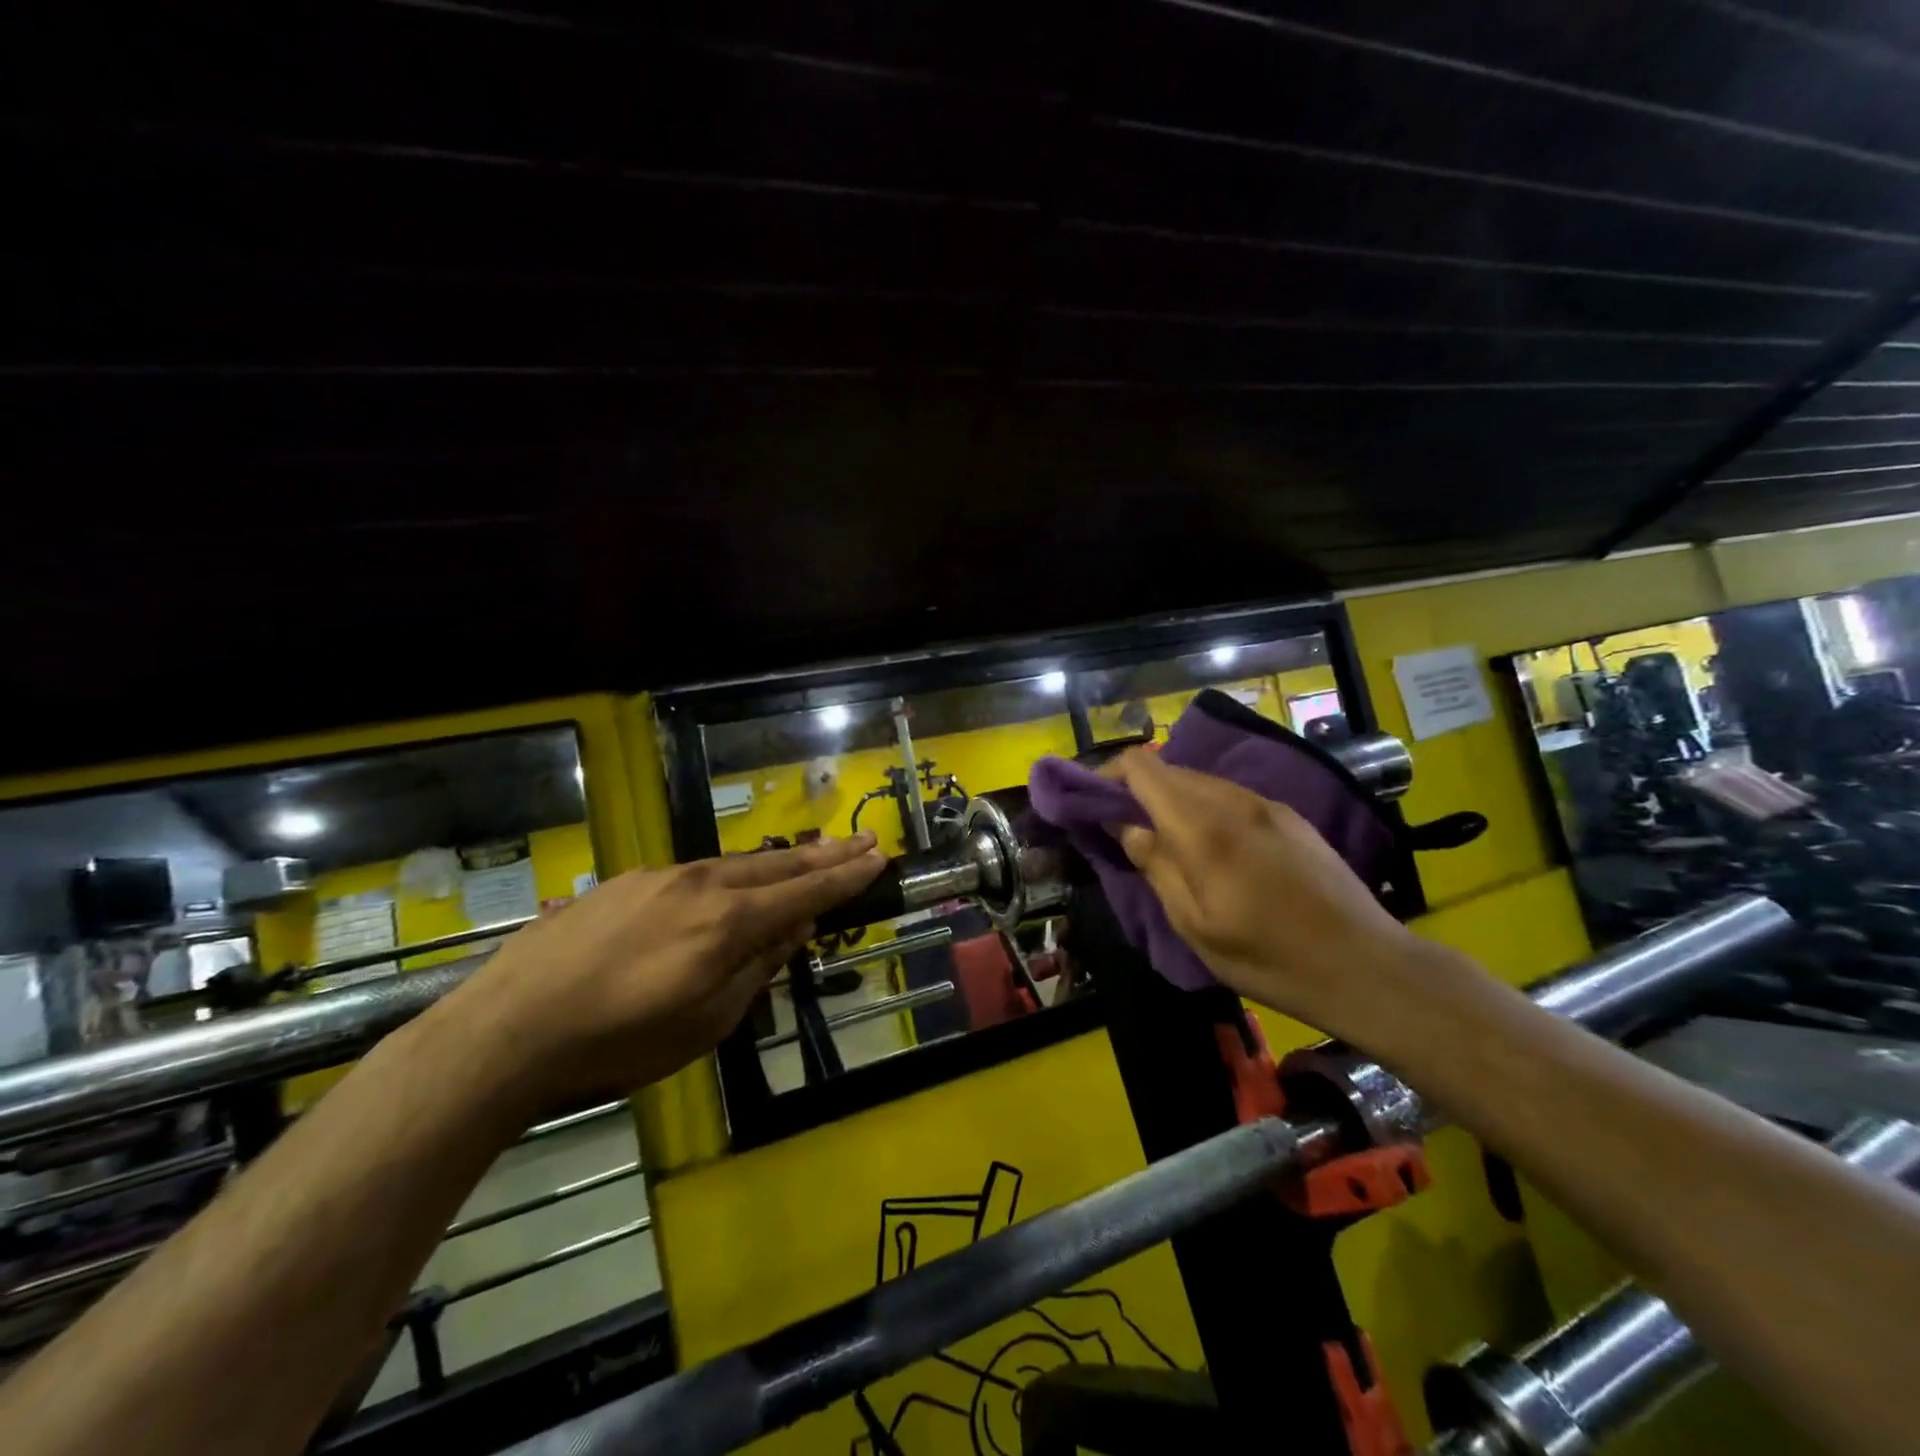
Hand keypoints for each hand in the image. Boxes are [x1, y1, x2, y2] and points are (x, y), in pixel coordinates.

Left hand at [431, 834, 886, 1108]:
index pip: (804, 892)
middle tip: (862, 840)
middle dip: (824, 854)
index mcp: (728, 921)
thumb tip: (790, 933)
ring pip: (734, 864)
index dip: (845, 876)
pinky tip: (730, 885)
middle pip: (777, 865)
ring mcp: (659, 877)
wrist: (509, 1028)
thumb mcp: (705, 1022)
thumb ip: (755, 970)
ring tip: (809, 857)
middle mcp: (701, 884)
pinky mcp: (625, 883)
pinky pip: (694, 874)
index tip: (878, 858)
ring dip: (778, 862)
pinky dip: (728, 876)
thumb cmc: (619, 1042)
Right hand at [1104, 750, 1417, 1032]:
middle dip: (1135, 791)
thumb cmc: (1270, 958)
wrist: (1367, 966)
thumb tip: (1123, 826)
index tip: (1090, 806)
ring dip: (1170, 800)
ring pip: (1199, 781)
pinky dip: (1202, 807)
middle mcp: (1233, 800)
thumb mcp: (1195, 925)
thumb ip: (1155, 866)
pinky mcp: (1289, 815)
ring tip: (1162, 842)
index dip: (1107, 776)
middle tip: (1120, 831)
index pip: (1141, 767)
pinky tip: (1209, 846)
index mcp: (1203, 827)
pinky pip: (1229, 795)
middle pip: (1168, 770)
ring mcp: (1266, 803)